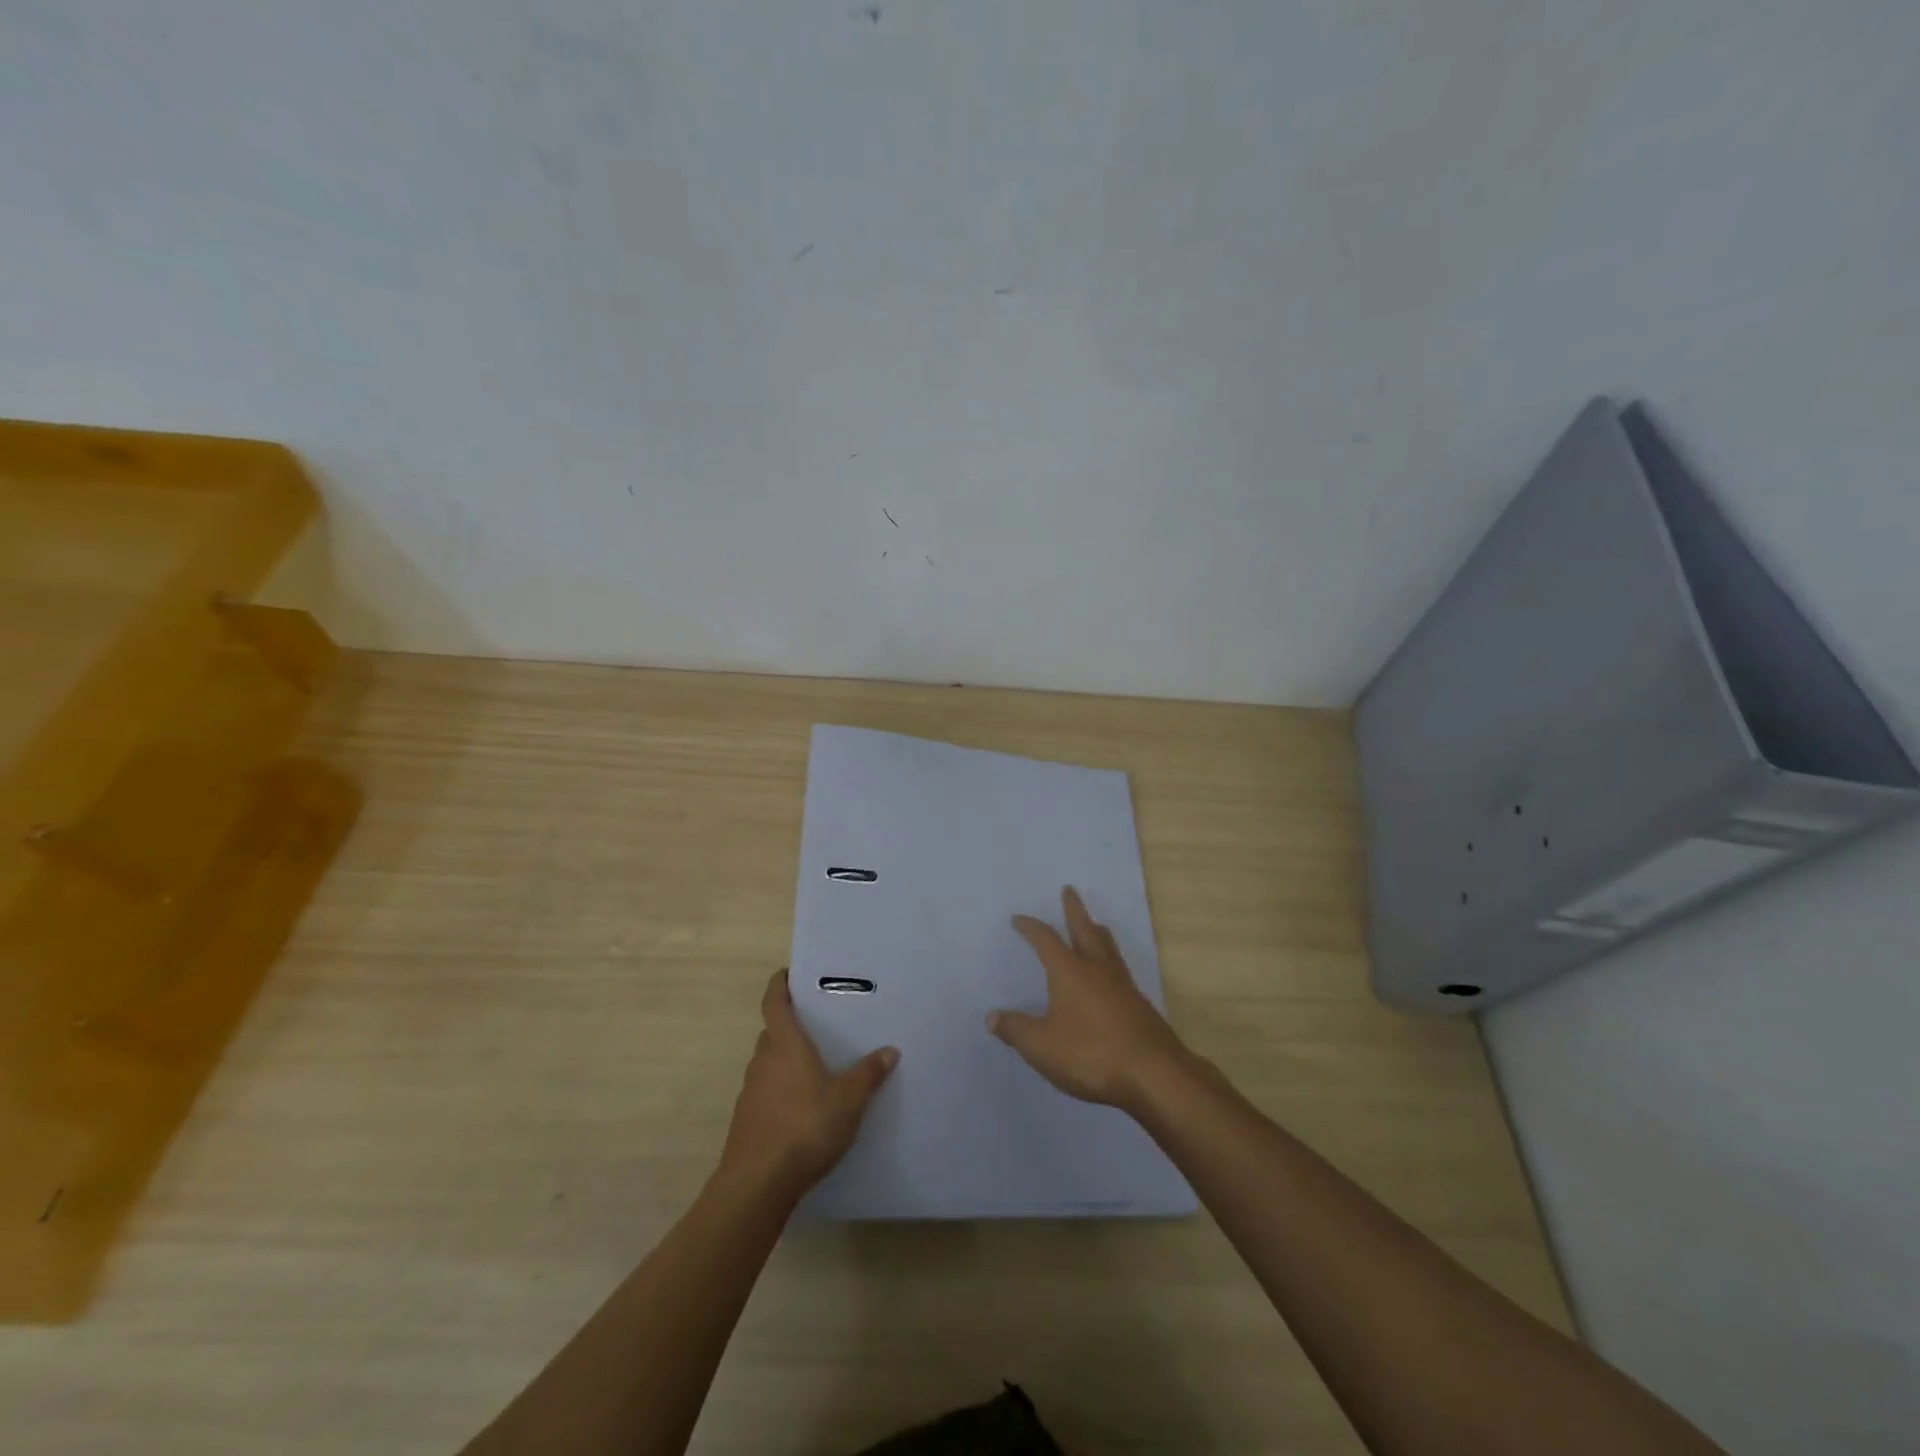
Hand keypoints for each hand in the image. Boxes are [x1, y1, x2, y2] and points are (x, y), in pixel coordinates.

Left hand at [719, 969, 898, 1198]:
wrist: (758, 1183)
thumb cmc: (805, 1126)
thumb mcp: (849, 1099)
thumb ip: (869, 1073)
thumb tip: (889, 1050)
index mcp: (785, 1044)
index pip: (774, 1002)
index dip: (779, 985)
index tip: (788, 974)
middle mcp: (763, 1060)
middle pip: (772, 1033)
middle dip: (790, 1026)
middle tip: (817, 1025)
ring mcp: (751, 1092)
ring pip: (769, 1064)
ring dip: (786, 1061)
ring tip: (815, 1067)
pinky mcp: (747, 1120)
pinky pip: (766, 1092)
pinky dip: (781, 1090)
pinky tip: (802, 1108)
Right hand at [989, 886, 1190, 1111]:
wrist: (1154, 1074)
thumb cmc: (1091, 1054)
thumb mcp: (1041, 1046)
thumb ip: (1016, 1030)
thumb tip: (992, 1017)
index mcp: (1070, 972)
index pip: (1047, 940)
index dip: (1031, 928)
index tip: (1019, 919)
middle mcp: (1097, 970)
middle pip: (1085, 930)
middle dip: (1075, 910)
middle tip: (1069, 890)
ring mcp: (1123, 986)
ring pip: (1108, 948)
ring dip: (1097, 931)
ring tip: (1095, 924)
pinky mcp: (1140, 1006)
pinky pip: (1120, 971)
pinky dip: (1111, 960)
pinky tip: (1111, 975)